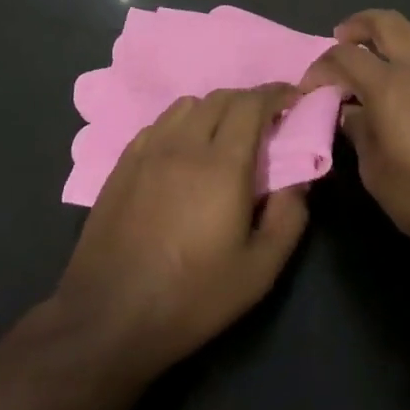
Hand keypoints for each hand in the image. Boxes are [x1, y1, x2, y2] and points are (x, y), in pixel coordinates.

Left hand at [53, 85, 309, 378]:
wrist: (109, 316)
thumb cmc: (192, 297)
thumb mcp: (259, 271)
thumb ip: (288, 217)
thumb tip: (299, 179)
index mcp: (222, 165)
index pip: (252, 104)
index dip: (276, 93)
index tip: (293, 97)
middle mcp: (184, 144)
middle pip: (221, 97)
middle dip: (249, 100)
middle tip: (266, 120)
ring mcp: (149, 150)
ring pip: (187, 105)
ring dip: (214, 108)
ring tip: (225, 133)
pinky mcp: (123, 162)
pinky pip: (159, 123)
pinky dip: (182, 123)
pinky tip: (184, 150)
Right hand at [301, 10, 409, 267]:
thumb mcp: (378, 176)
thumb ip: (361, 136)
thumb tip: (351, 113)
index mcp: (390, 86)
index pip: (345, 57)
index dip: (322, 66)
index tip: (311, 85)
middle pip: (386, 22)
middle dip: (359, 24)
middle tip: (343, 38)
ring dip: (396, 31)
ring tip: (385, 50)